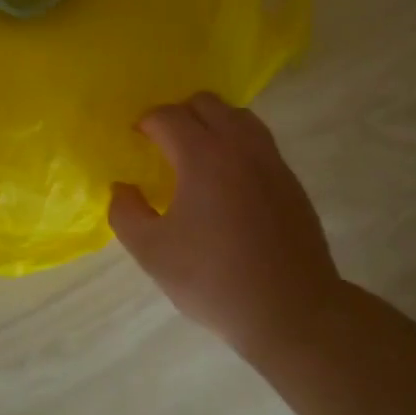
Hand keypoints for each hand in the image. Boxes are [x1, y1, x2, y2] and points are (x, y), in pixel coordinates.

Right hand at [108, 93, 341, 352]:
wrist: (292, 310)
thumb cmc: (214, 280)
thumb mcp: (152, 253)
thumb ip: (126, 213)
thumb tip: (123, 188)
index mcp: (203, 156)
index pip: (168, 116)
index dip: (146, 123)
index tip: (135, 140)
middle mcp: (240, 146)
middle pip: (206, 103)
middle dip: (178, 115)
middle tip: (163, 145)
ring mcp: (271, 161)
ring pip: (238, 117)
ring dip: (212, 124)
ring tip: (196, 157)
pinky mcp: (291, 181)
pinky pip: (258, 142)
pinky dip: (236, 144)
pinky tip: (227, 182)